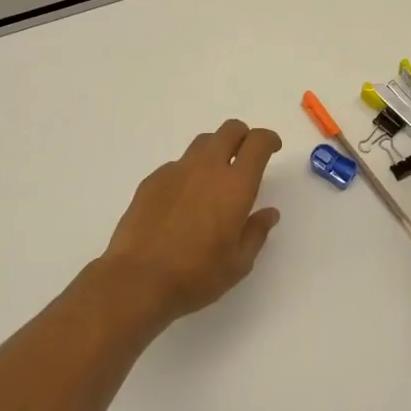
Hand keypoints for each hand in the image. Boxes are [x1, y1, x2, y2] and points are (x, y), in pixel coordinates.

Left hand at [99, 120, 283, 326]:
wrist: (138, 280)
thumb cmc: (196, 275)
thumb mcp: (238, 263)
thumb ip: (256, 232)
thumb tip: (268, 213)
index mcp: (236, 185)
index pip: (258, 142)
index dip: (269, 139)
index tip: (272, 149)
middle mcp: (207, 168)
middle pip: (229, 130)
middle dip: (243, 136)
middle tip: (246, 157)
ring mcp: (176, 171)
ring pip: (202, 143)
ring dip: (215, 150)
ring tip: (215, 178)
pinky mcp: (152, 180)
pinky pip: (177, 165)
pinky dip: (188, 173)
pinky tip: (183, 201)